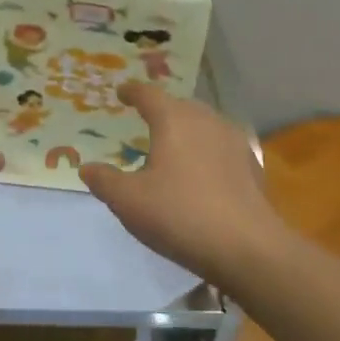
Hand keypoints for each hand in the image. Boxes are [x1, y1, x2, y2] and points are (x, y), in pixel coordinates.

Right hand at [80, 81, 283, 281]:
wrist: (247, 248)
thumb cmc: (179, 214)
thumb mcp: (128, 201)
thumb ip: (104, 180)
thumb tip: (87, 168)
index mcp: (174, 120)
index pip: (149, 94)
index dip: (132, 92)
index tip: (121, 92)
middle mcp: (206, 121)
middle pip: (180, 106)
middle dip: (161, 110)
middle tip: (144, 121)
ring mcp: (234, 142)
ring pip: (204, 125)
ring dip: (186, 130)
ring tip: (172, 147)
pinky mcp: (251, 166)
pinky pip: (221, 147)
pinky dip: (205, 152)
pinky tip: (200, 174)